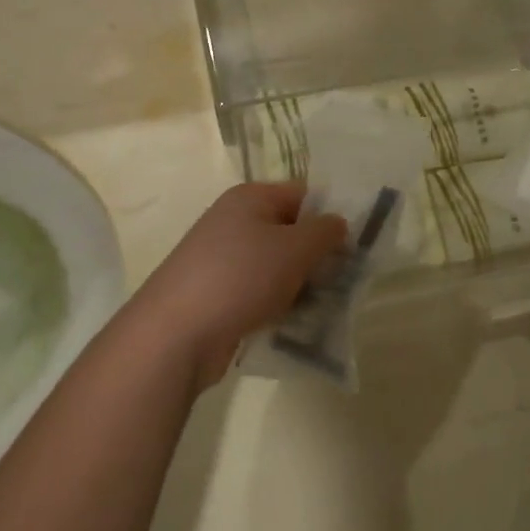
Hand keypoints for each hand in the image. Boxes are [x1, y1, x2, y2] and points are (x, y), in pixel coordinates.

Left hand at [127, 183, 347, 391]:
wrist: (175, 335)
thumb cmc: (240, 278)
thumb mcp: (295, 248)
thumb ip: (325, 231)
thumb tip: (338, 224)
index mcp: (250, 198)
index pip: (303, 194)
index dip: (330, 215)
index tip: (354, 243)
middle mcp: (234, 222)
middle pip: (290, 231)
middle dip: (318, 255)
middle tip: (346, 278)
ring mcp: (222, 260)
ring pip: (277, 266)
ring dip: (302, 284)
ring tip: (327, 305)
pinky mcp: (218, 295)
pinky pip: (260, 292)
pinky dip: (279, 304)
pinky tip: (297, 323)